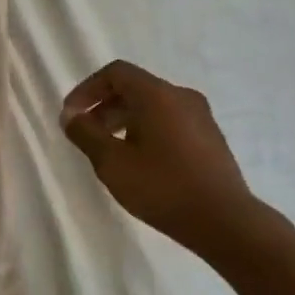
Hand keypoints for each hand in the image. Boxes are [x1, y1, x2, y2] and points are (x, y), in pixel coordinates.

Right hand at [60, 60, 260, 251]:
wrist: (225, 222)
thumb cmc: (162, 187)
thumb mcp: (112, 163)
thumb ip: (86, 134)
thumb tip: (70, 116)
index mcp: (157, 94)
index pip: (116, 73)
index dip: (87, 89)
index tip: (71, 115)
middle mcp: (181, 96)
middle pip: (135, 88)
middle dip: (104, 106)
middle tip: (85, 134)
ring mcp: (200, 117)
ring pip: (153, 106)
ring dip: (124, 120)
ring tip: (109, 150)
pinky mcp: (210, 138)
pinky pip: (170, 121)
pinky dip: (146, 130)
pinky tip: (139, 161)